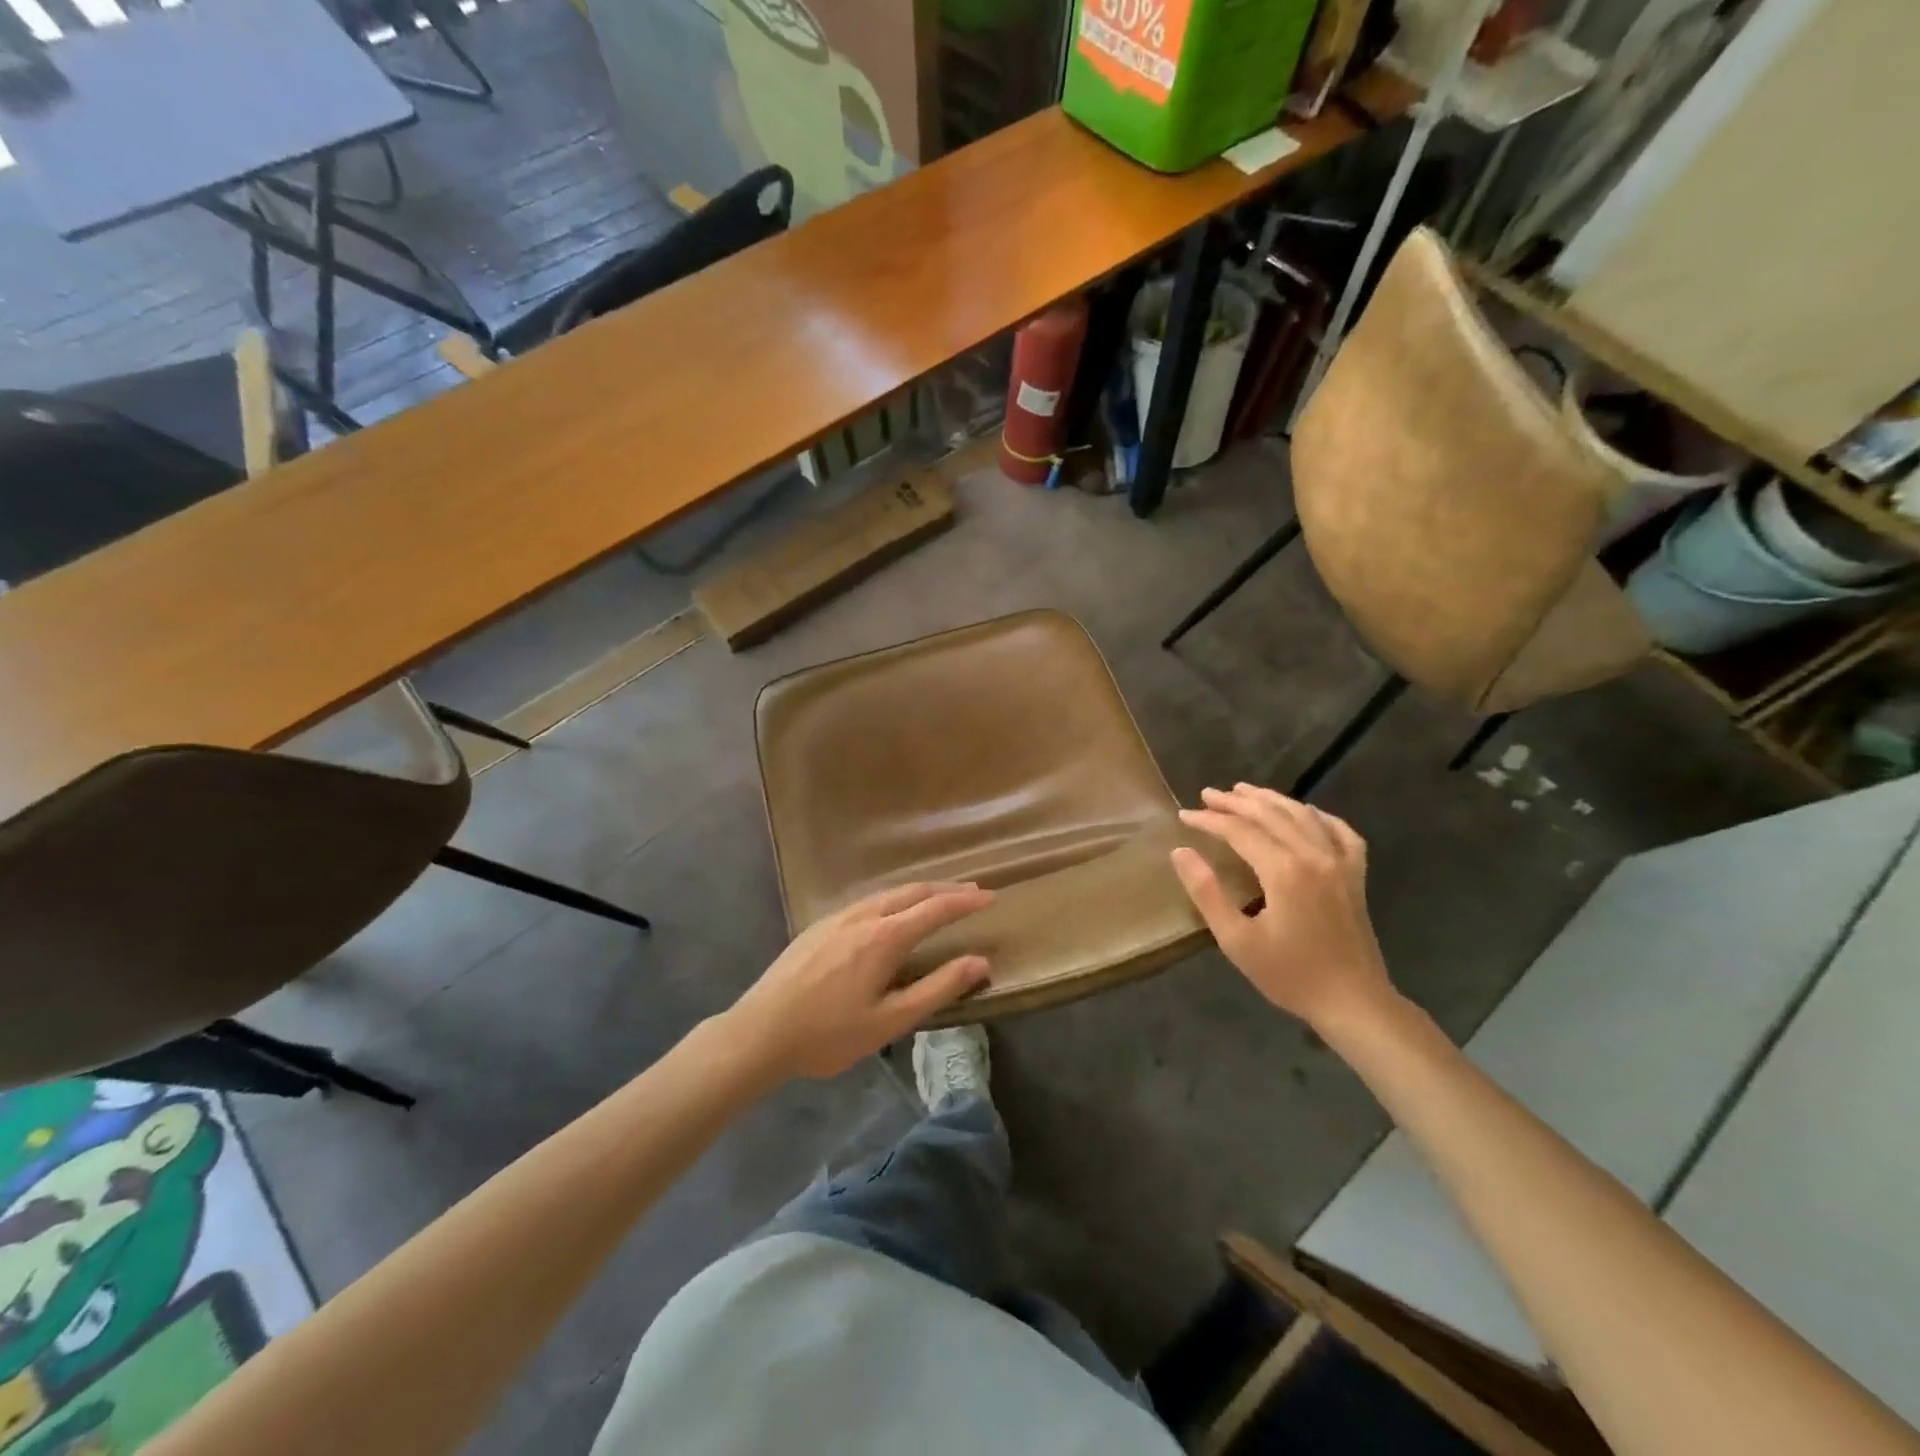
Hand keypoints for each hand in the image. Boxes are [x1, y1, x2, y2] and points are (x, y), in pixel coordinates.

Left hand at [723, 883, 994, 1080]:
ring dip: (919, 892)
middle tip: (972, 892)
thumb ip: (938, 989)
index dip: (966, 901)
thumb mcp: (890, 1020)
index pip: (936, 908)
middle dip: (946, 889)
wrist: (759, 1032)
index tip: (991, 897)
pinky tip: (891, 913)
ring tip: (938, 899)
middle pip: (912, 892)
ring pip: (887, 893)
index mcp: (885, 937)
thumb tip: (981, 962)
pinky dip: (894, 899)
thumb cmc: (828, 1034)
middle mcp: (864, 916)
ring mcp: (837, 918)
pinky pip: (867, 901)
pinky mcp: (819, 926)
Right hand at [1170, 784, 1395, 1030]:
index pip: (1239, 830)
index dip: (1209, 820)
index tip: (1184, 816)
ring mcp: (1340, 862)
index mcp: (1284, 870)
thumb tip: (1180, 852)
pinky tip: (1305, 812)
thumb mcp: (1237, 940)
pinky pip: (1340, 831)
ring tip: (1244, 791)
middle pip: (1270, 814)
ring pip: (1302, 815)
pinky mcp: (1355, 875)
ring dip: (1271, 799)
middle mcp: (1314, 855)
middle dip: (1235, 802)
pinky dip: (1319, 816)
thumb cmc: (1289, 974)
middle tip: (1207, 794)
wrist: (1352, 1002)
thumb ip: (1207, 892)